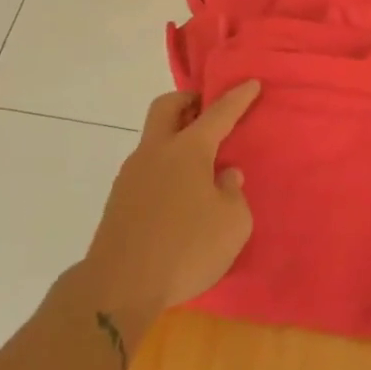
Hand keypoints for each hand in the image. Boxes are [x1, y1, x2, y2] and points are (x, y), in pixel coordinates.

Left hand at [80, 82, 260, 347]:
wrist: (119, 286)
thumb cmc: (185, 249)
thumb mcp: (232, 224)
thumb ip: (233, 193)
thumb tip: (225, 176)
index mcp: (188, 150)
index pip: (218, 113)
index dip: (237, 97)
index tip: (251, 83)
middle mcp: (156, 152)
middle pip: (167, 107)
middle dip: (188, 101)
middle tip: (208, 110)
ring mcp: (131, 174)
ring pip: (153, 139)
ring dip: (175, 138)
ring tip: (199, 164)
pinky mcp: (119, 200)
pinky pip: (146, 169)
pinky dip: (165, 168)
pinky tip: (178, 196)